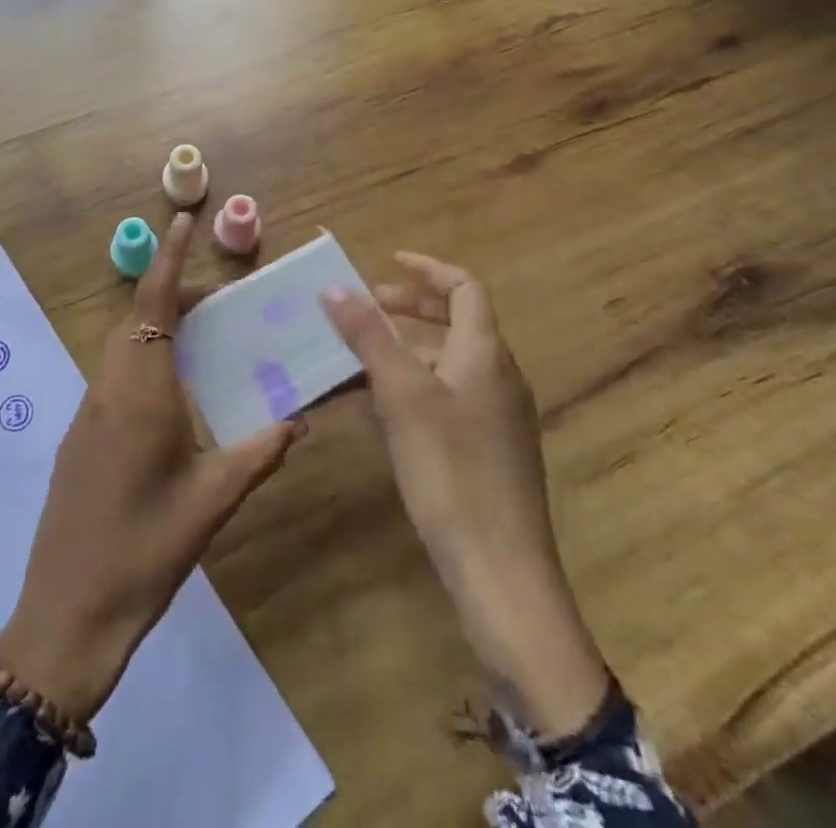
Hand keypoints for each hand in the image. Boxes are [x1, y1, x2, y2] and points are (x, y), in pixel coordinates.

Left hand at [0, 214, 301, 720]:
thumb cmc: (144, 553)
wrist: (65, 613)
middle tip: (217, 297)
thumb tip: (297, 421)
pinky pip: (113, 375)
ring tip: (199, 335)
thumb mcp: (210, 504)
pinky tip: (170, 391)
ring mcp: (87, 413)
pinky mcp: (79, 436)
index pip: (153, 307)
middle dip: (170, 292)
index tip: (182, 222)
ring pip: (120, 346)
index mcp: (140, 395)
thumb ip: (257, 455)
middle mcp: (108, 390)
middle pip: (135, 319)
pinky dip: (142, 358)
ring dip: (155, 326)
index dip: (168, 260)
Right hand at [323, 253, 609, 736]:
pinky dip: (411, 388)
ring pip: (446, 362)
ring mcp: (496, 416)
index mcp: (486, 352)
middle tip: (364, 308)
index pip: (464, 286)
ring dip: (403, 350)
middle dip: (409, 309)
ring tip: (356, 357)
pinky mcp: (486, 451)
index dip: (426, 269)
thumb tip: (335, 287)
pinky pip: (445, 398)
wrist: (500, 572)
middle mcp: (498, 376)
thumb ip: (369, 336)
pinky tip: (374, 410)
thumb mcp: (402, 395)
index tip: (386, 263)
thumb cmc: (451, 469)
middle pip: (456, 322)